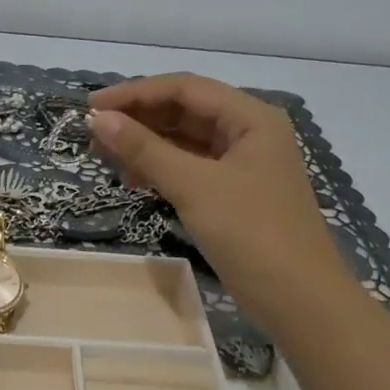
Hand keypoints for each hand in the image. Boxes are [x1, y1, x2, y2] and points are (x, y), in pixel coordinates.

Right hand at [87, 73, 340, 334]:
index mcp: (251, 117)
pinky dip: (162, 169)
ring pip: (186, 140)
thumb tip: (98, 120)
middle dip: (139, 119)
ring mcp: (244, 164)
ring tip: (106, 157)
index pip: (184, 88)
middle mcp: (249, 132)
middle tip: (93, 135)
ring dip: (147, 144)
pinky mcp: (236, 193)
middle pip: (185, 111)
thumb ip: (144, 149)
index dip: (134, 93)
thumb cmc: (251, 234)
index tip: (90, 107)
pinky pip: (192, 167)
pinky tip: (134, 180)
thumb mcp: (194, 187)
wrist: (299, 301)